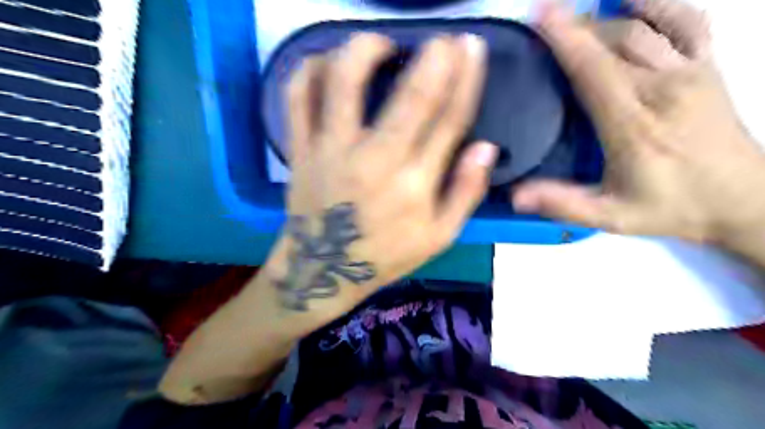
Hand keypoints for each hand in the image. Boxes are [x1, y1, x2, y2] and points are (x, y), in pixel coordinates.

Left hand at [269, 33, 496, 321]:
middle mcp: (374, 161)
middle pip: (410, 95)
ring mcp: (331, 150)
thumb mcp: (438, 238)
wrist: (322, 270)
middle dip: (434, 56)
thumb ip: (466, 193)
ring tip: (382, 43)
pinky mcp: (300, 149)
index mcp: (414, 185)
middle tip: (445, 38)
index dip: (466, 79)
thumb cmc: (384, 255)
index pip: (449, 120)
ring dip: (365, 48)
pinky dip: (308, 68)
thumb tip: (487, 147)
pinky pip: (297, 97)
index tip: (471, 48)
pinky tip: (328, 62)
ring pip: (344, 81)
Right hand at [511, 0, 764, 244]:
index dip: (565, 39)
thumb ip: (564, 203)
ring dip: (603, 21)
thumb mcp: (611, 217)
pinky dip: (659, 5)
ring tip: (576, 21)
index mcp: (633, 125)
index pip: (593, 69)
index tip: (540, 16)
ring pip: (642, 29)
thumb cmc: (671, 208)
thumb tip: (515, 196)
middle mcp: (661, 89)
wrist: (744, 201)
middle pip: (613, 41)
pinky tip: (635, 3)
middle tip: (545, 21)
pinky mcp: (708, 68)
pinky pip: (686, 21)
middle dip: (576, 26)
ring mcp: (690, 73)